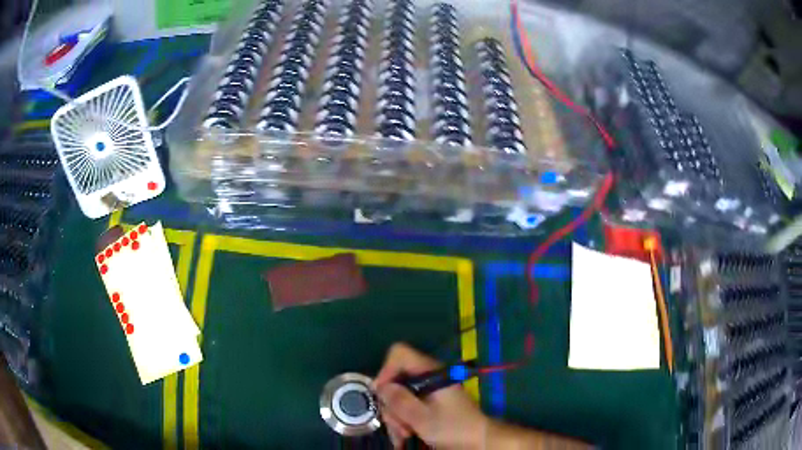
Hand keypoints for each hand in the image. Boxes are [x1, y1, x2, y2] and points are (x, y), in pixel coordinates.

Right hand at [373, 343, 488, 448]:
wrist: (478, 441)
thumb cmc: (453, 428)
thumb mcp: (423, 418)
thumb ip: (400, 401)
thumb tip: (380, 387)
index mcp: (430, 372)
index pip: (399, 354)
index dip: (386, 371)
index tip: (382, 396)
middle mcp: (428, 377)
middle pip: (396, 379)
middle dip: (391, 404)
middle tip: (396, 426)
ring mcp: (429, 390)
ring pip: (399, 395)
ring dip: (396, 416)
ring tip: (403, 435)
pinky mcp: (429, 402)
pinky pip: (407, 405)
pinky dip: (402, 419)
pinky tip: (405, 435)